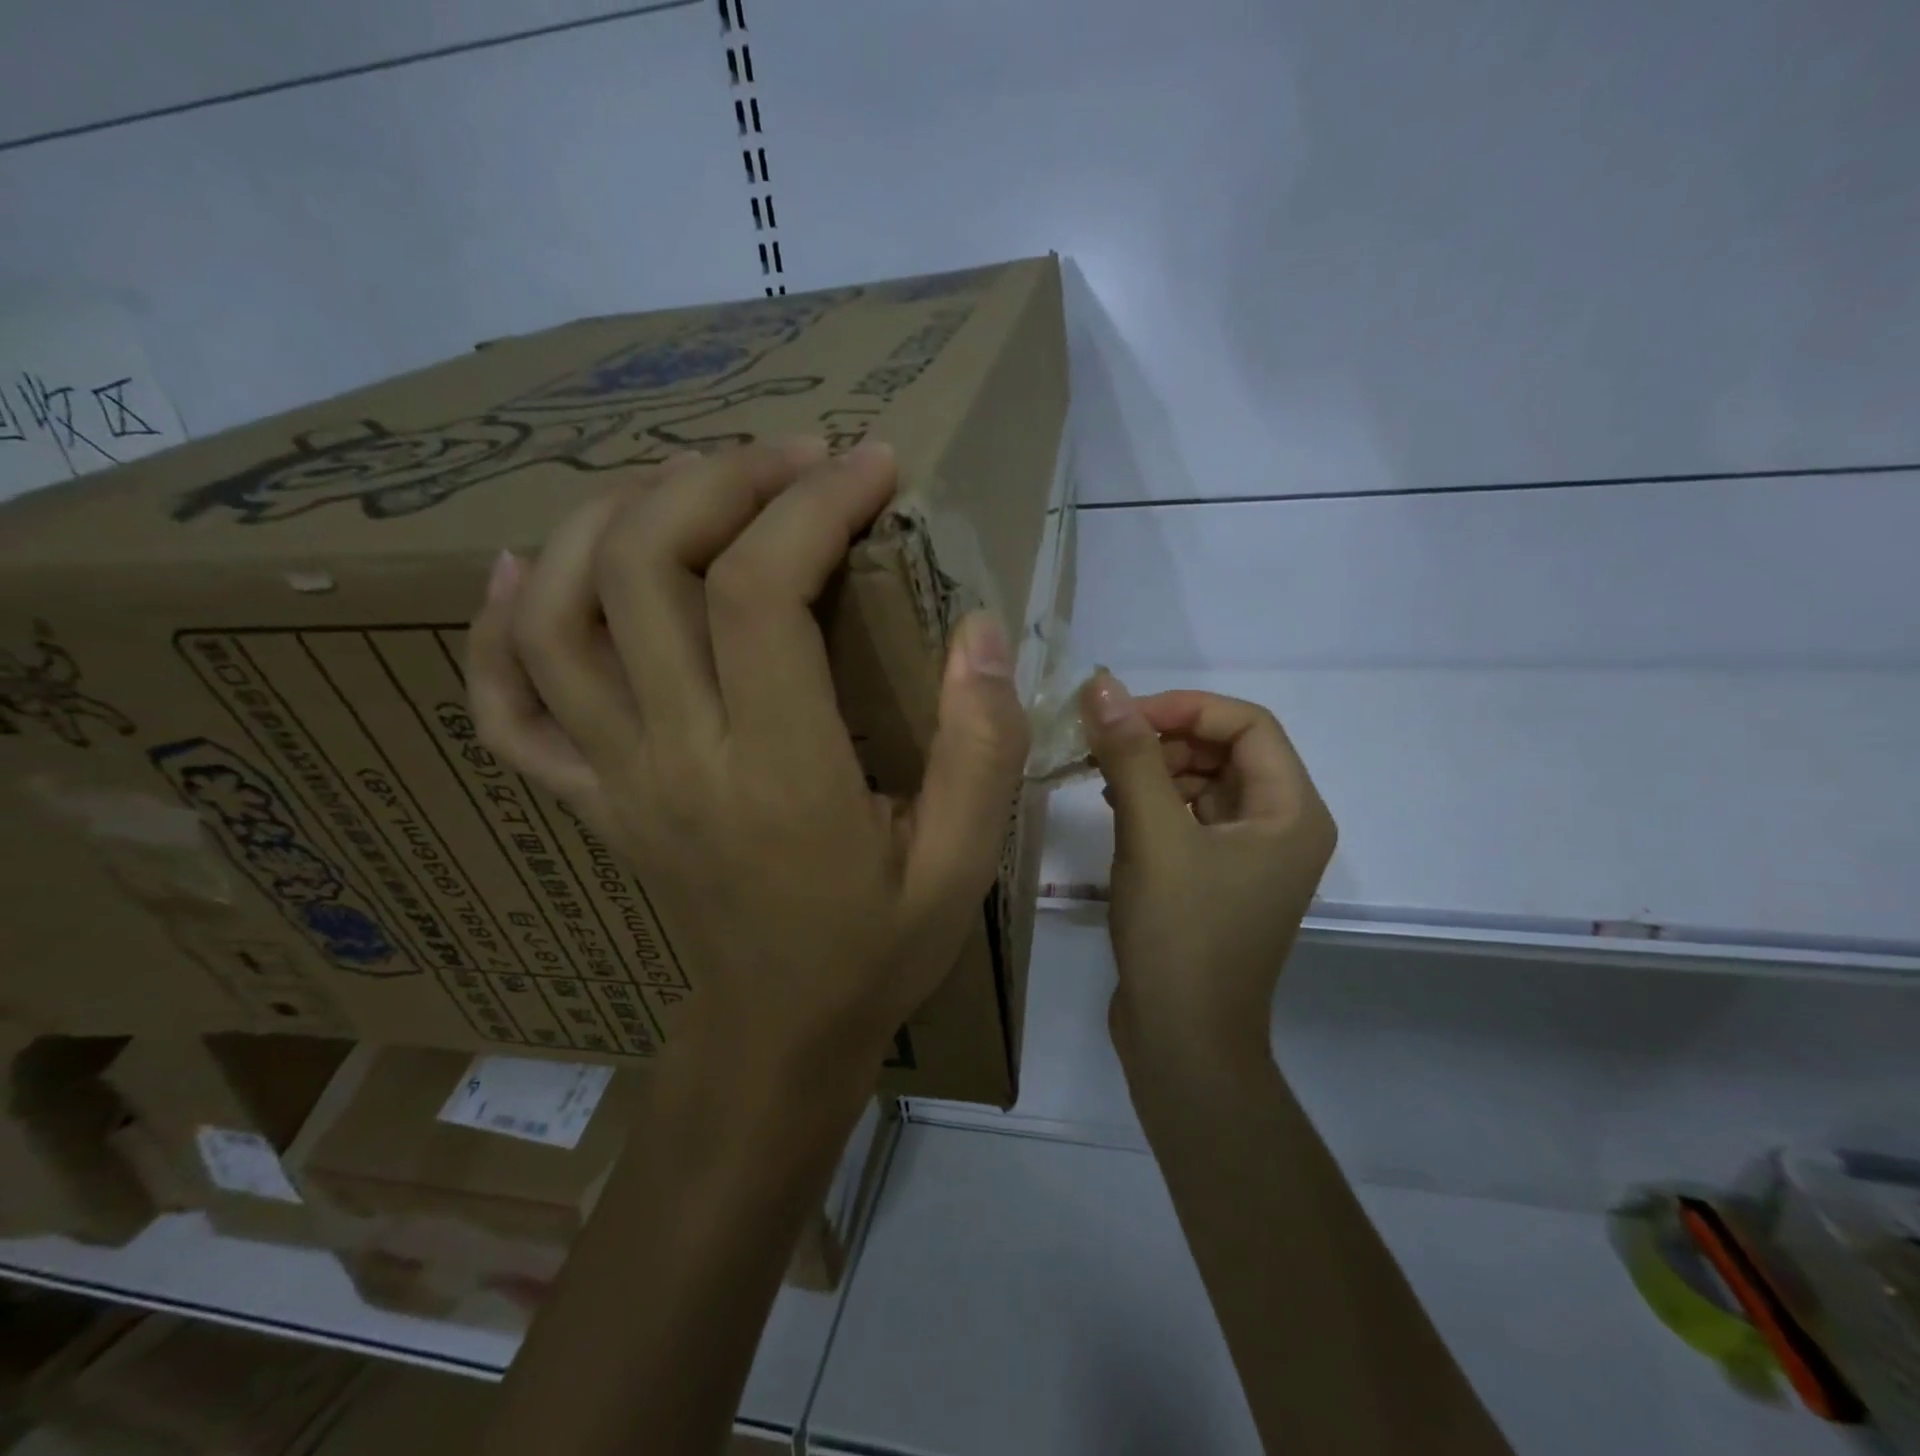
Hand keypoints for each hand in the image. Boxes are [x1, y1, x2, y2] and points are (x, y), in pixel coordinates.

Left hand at [466, 440, 1029, 1074]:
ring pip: (559, 616)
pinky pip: (506, 707)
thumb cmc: (876, 950)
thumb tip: (979, 628)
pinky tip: (524, 571)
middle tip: (793, 458)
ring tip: (688, 485)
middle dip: (718, 482)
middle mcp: (675, 761)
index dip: (812, 506)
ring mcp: (614, 779)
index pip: (758, 595)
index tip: (871, 467)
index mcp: (778, 777)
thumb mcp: (962, 865)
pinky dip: (496, 629)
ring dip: (612, 520)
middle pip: (645, 572)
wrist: (779, 1034)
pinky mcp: (589, 798)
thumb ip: (980, 747)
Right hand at [1080, 672, 1335, 1064]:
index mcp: (1291, 812)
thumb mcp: (1152, 835)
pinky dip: (1154, 801)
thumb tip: (1102, 684)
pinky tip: (1114, 805)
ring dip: (1155, 768)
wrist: (1181, 1040)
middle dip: (1166, 738)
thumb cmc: (1180, 935)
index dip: (1186, 708)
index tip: (1123, 715)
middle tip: (1105, 743)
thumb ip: (1130, 755)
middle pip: (1227, 750)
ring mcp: (1250, 855)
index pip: (1248, 724)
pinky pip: (1190, 816)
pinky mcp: (1218, 876)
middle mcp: (1282, 826)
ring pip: (1204, 782)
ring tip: (1103, 775)